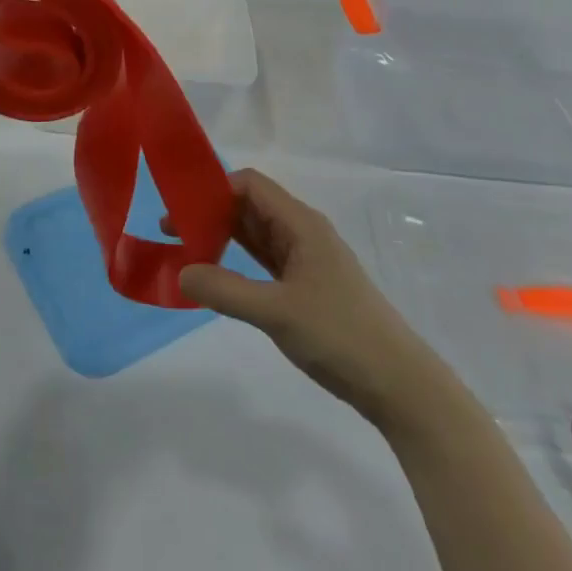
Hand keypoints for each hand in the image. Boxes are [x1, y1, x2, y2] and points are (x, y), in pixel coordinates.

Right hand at [178, 170, 444, 426]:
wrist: (399, 385)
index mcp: (301, 224)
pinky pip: (265, 260)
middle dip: (212, 212)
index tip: (180, 205)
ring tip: (186, 249)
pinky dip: (239, 260)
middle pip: (251, 206)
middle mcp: (303, 232)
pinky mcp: (307, 286)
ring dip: (223, 236)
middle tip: (172, 230)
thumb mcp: (277, 312)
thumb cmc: (340, 335)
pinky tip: (218, 274)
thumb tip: (181, 272)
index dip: (215, 188)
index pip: (251, 185)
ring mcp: (306, 260)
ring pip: (257, 234)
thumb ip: (226, 291)